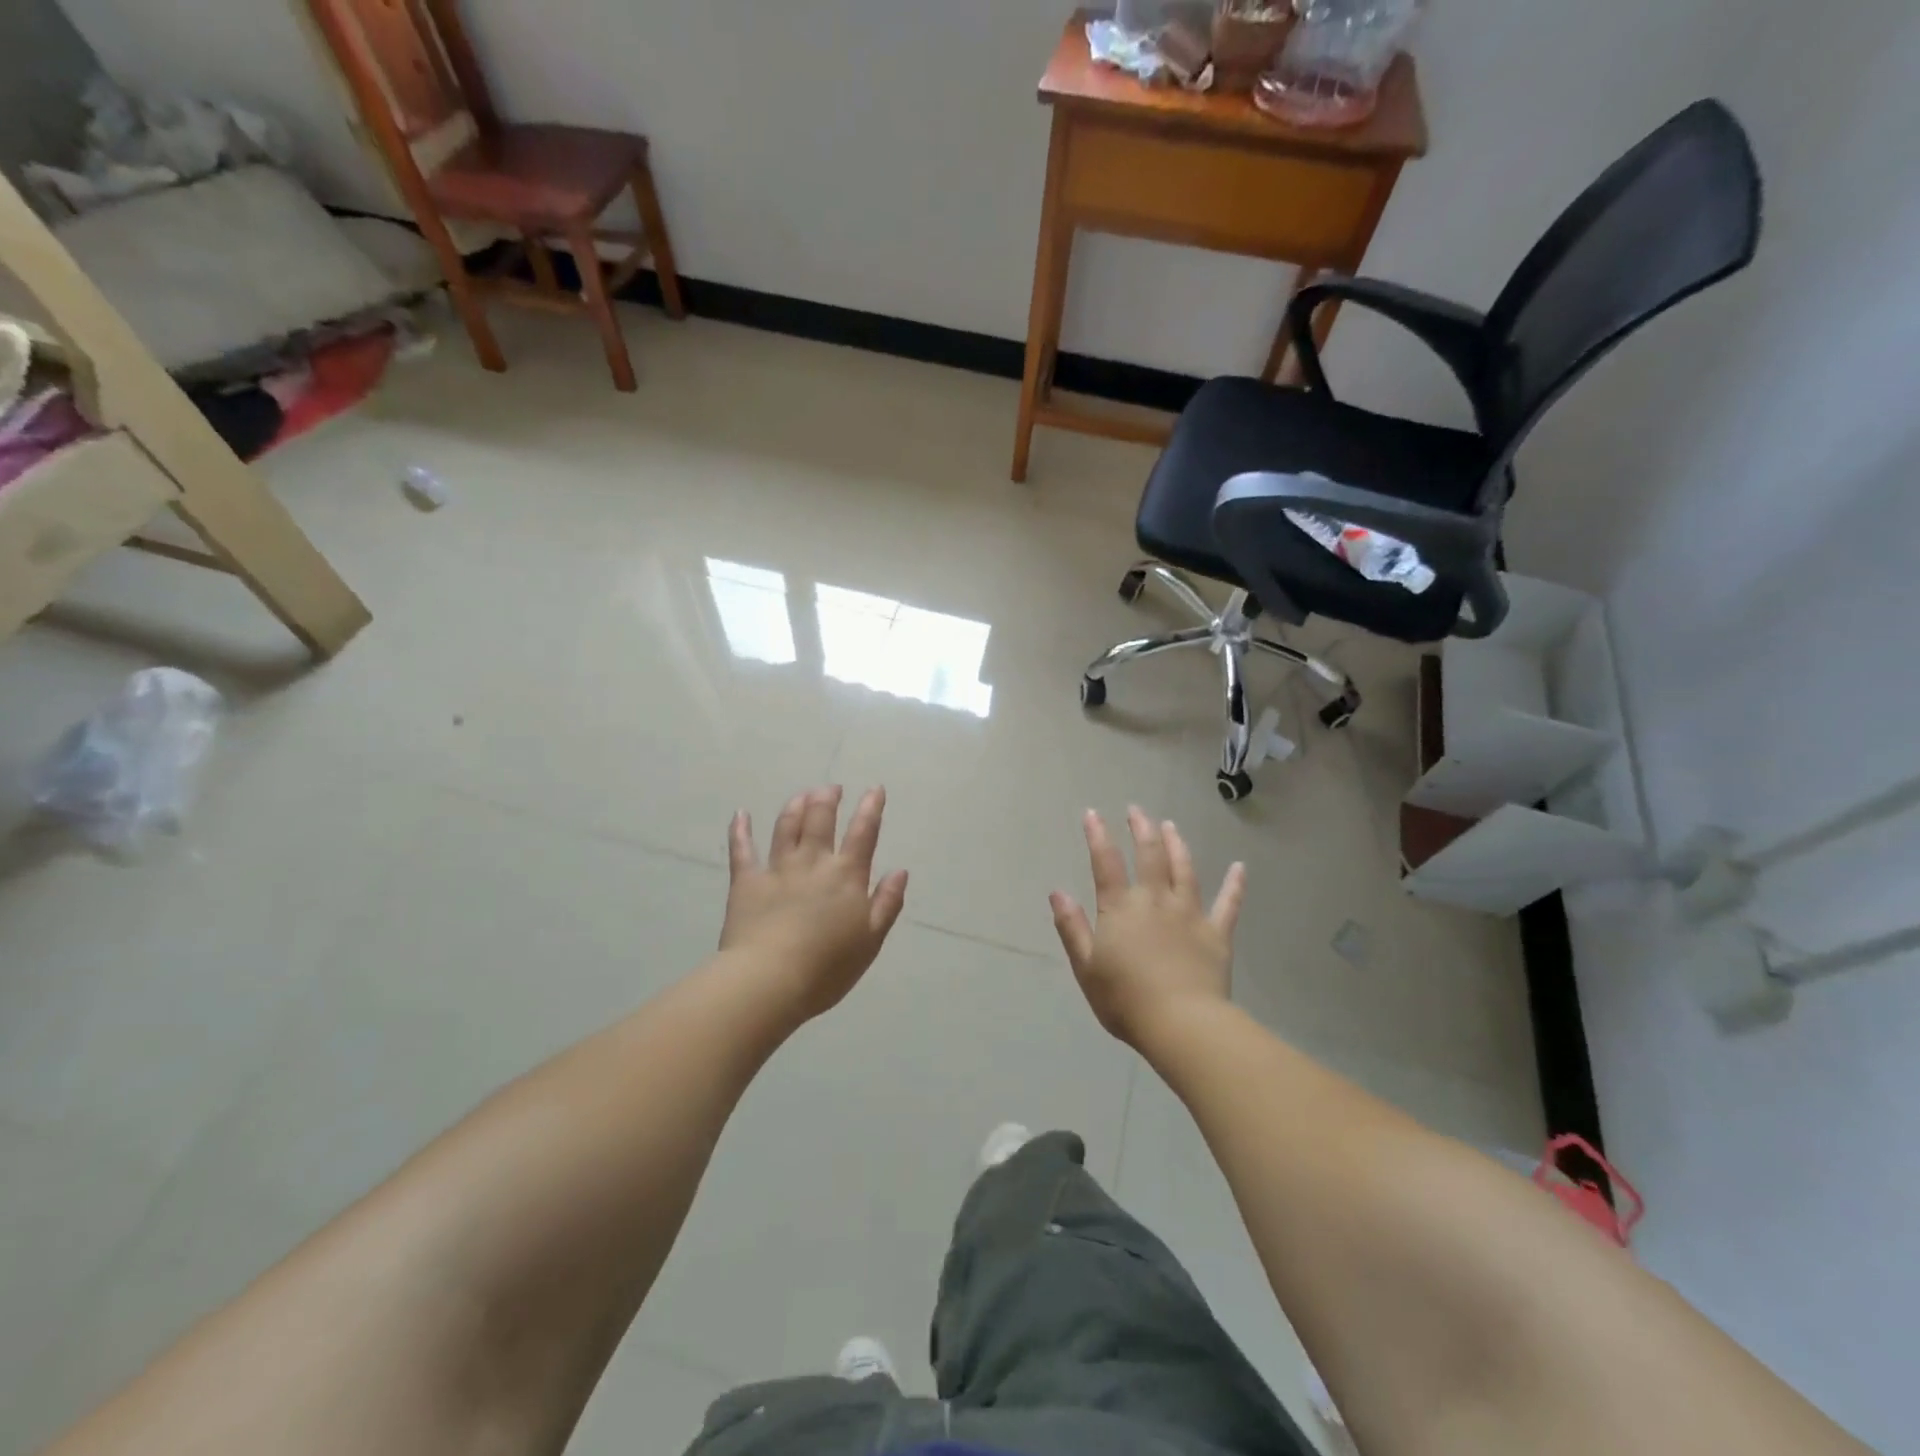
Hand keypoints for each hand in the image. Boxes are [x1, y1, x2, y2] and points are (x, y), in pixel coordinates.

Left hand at [720, 786, 908, 1022]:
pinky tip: (741, 814)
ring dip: (795, 806)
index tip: (874, 789)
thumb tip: (900, 871)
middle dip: (827, 798)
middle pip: (820, 819)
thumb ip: (887, 903)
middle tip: (831, 788)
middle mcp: (813, 862)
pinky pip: (742, 849)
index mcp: (846, 876)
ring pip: (786, 826)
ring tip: (802, 794)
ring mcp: (777, 869)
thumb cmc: (827, 967)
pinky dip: (741, 829)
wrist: (770, 980)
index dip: (870, 808)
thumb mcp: (871, 940)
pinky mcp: (746, 882)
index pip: (863, 833)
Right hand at [1049, 807, 1245, 1047]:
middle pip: (1149, 856)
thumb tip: (1057, 892)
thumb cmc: (1125, 999)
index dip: (1098, 836)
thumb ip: (1072, 927)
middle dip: (1142, 829)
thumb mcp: (1086, 966)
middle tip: (1137, 810)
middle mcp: (1155, 901)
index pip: (1106, 863)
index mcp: (1121, 908)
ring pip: (1185, 870)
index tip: (1093, 813)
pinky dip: (1235, 884)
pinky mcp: (1217, 933)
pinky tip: (1240, 867)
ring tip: (1171, 826)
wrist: (1181, 1024)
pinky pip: (1229, 904)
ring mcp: (1189, 914)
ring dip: (1177, 845)